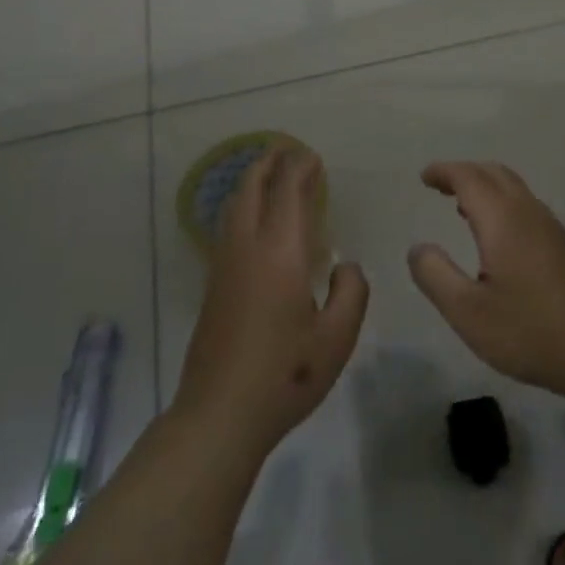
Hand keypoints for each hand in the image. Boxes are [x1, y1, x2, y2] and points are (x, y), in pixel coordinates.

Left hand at [175, 147, 368, 458]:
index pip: (289, 194)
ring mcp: (224, 268)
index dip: (300, 170)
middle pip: (251, 191)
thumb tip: (345, 267)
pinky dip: (241, 208)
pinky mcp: (213, 288)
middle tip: (284, 149)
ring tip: (267, 175)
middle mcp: (247, 250)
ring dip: (250, 184)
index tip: (312, 156)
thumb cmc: (286, 375)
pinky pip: (227, 230)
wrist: (219, 415)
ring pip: (233, 208)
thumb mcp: (337, 337)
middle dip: (267, 164)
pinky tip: (252, 222)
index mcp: (280, 254)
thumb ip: (351, 292)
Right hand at [408, 161, 564, 405]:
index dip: (445, 172)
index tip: (424, 177)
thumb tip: (418, 247)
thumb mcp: (468, 312)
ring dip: (485, 187)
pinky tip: (496, 237)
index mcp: (503, 220)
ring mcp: (552, 228)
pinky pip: (526, 206)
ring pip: (514, 189)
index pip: (470, 178)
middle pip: (495, 174)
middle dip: (465, 173)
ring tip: (461, 207)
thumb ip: (435, 276)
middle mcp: (529, 213)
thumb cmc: (530, 331)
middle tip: (439, 185)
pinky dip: (502, 203)